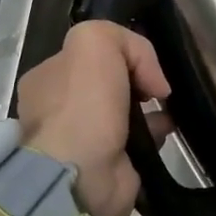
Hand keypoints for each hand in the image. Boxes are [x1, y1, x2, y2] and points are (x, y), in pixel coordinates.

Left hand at [17, 21, 169, 215]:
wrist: (80, 177)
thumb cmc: (82, 106)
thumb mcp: (94, 42)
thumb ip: (121, 39)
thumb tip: (149, 77)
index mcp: (46, 78)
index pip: (88, 54)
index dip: (120, 52)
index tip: (142, 64)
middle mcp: (58, 108)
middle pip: (108, 82)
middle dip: (137, 81)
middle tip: (157, 87)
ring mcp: (81, 139)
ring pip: (124, 111)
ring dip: (150, 108)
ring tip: (169, 107)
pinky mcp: (105, 166)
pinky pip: (136, 140)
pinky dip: (154, 134)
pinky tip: (166, 130)